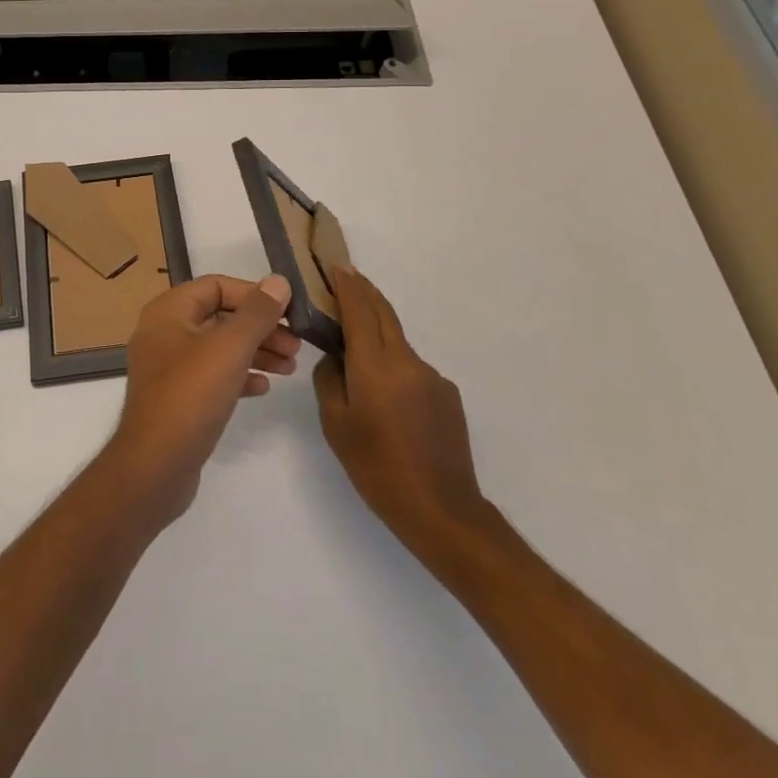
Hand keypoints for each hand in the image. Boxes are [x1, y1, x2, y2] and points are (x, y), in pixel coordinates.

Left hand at [99, 275, 300, 531]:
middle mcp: (165, 332)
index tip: (288, 311)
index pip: (216, 286)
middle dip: (260, 327)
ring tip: (290, 367)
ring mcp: (168, 367)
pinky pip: (212, 376)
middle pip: (220, 317)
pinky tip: (263, 389)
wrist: (155, 466)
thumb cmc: (190, 396)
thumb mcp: (229, 348)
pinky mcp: (176, 398)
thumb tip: (279, 281)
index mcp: (169, 311)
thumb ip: (257, 313)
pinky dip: (239, 376)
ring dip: (255, 352)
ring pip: (219, 348)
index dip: (254, 294)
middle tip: (296, 345)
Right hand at [312, 266, 494, 577]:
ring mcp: (432, 377)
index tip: (335, 266)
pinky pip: (412, 369)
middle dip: (364, 292)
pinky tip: (386, 399)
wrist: (442, 511)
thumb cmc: (378, 468)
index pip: (359, 309)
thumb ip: (330, 380)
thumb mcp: (336, 425)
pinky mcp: (448, 395)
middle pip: (383, 314)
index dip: (347, 285)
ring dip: (377, 334)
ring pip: (397, 343)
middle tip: (344, 280)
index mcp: (375, 365)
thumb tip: (336, 357)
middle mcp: (407, 361)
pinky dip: (393, 366)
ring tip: (356, 353)